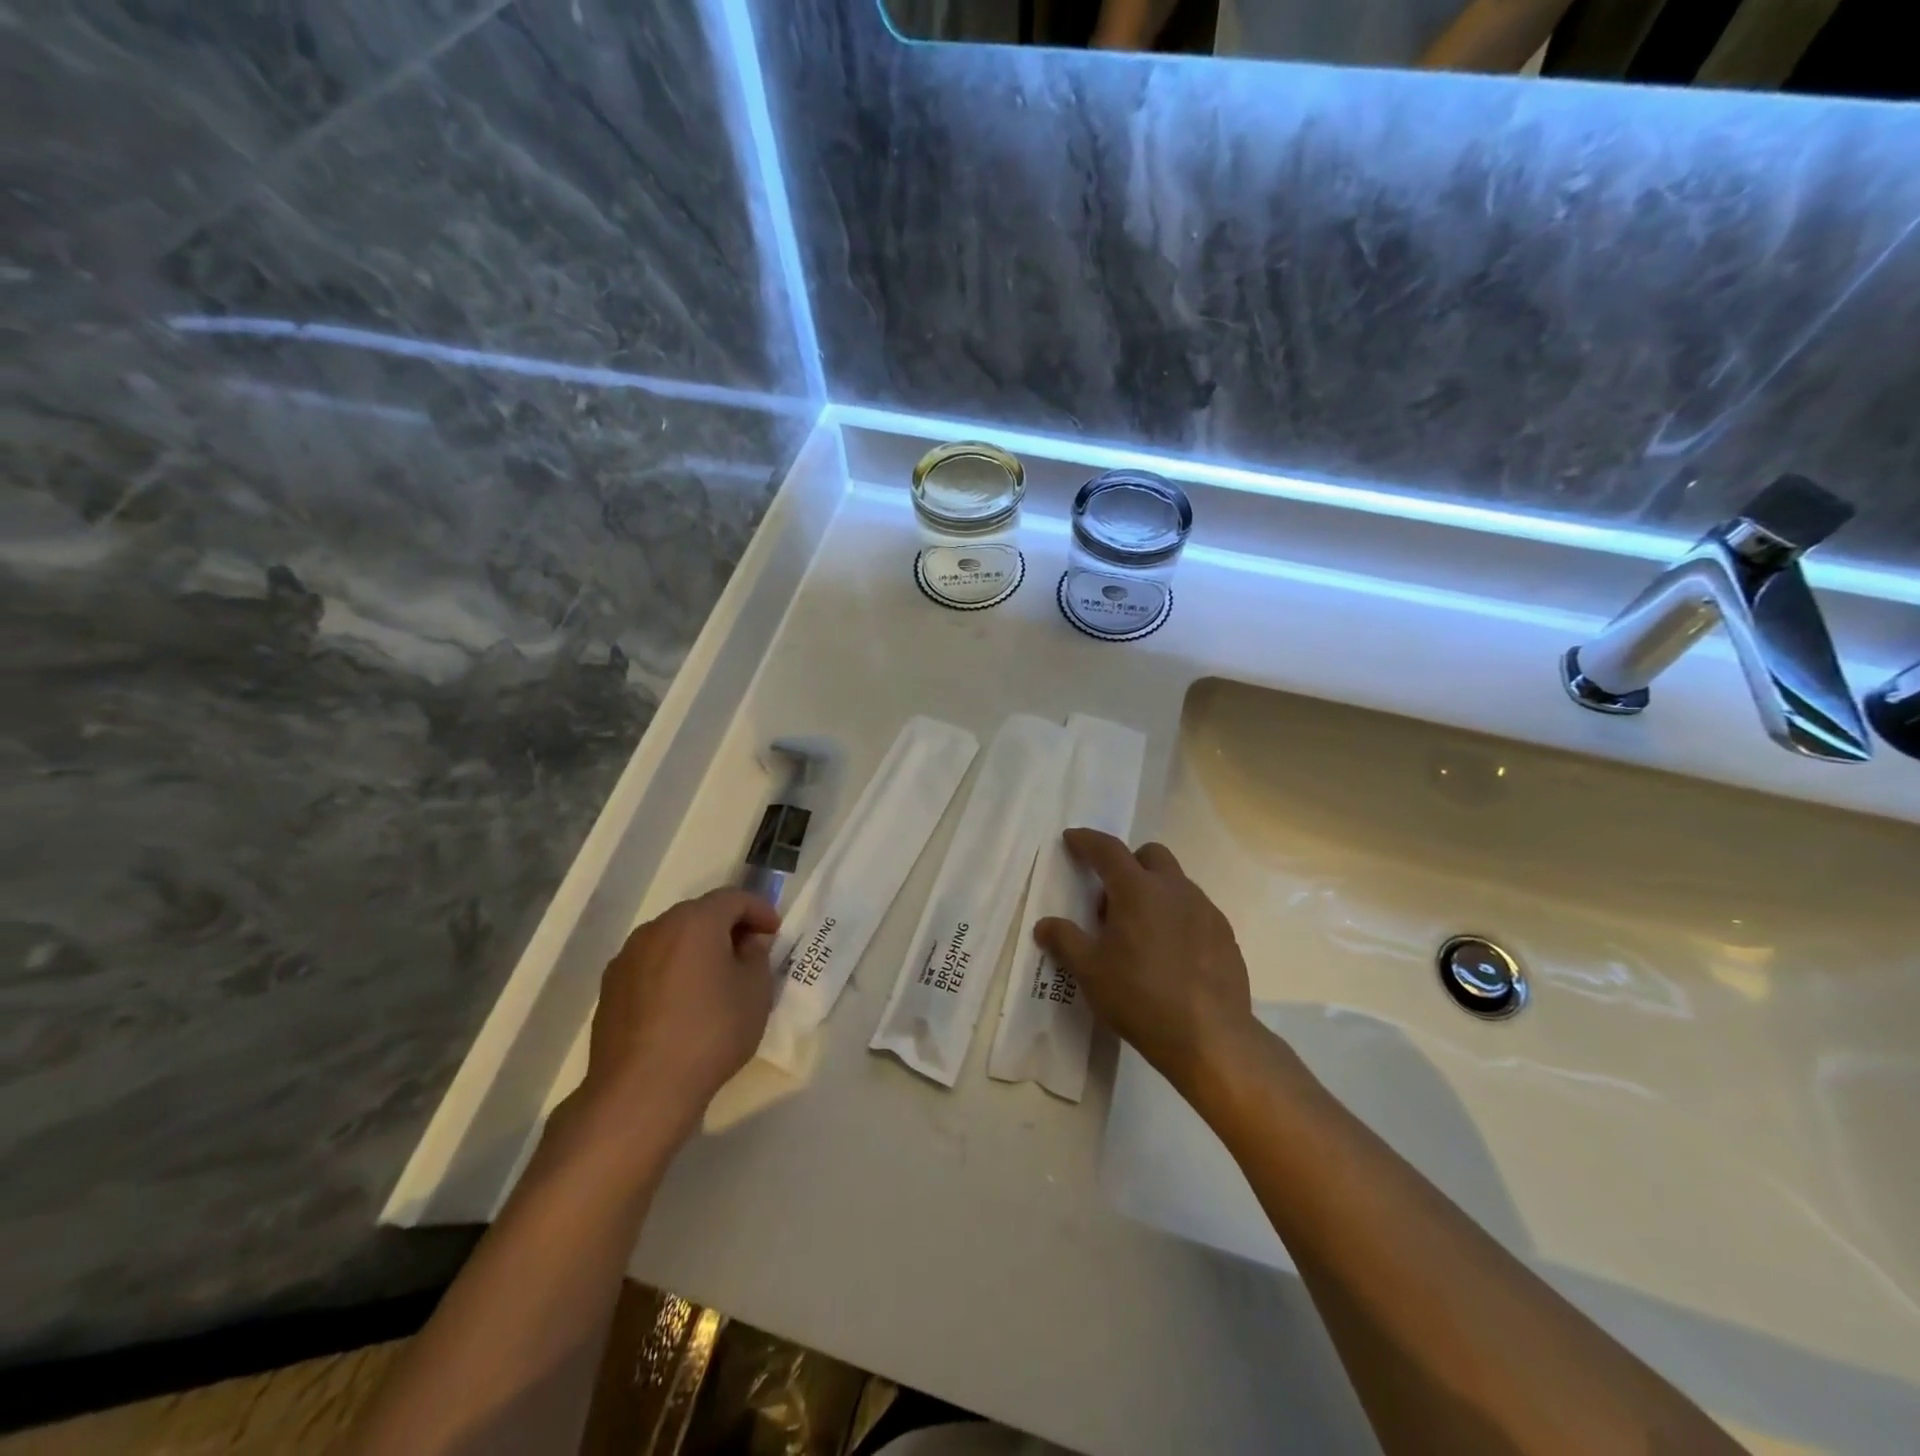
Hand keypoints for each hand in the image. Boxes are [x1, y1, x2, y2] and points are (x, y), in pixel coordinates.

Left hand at [576, 889, 780, 1138]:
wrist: (640, 1091)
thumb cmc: (710, 1033)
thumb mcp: (755, 993)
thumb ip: (756, 956)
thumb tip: (746, 943)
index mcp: (695, 922)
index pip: (733, 898)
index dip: (759, 910)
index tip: (775, 932)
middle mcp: (656, 929)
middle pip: (699, 914)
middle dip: (727, 927)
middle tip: (749, 952)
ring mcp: (627, 958)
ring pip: (672, 939)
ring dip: (697, 949)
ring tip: (716, 979)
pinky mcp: (610, 988)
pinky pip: (651, 965)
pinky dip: (672, 970)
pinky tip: (683, 1003)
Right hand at [1035, 829, 1262, 1099]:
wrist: (1211, 1038)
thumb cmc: (1140, 997)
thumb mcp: (1090, 972)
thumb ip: (1065, 940)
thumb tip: (1045, 924)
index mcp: (1138, 889)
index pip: (1107, 849)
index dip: (1086, 841)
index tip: (1072, 839)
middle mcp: (1174, 889)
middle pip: (1150, 855)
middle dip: (1127, 864)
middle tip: (1110, 899)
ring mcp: (1205, 910)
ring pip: (1175, 882)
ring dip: (1153, 891)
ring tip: (1139, 933)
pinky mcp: (1225, 935)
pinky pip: (1195, 910)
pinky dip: (1176, 916)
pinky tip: (1169, 953)